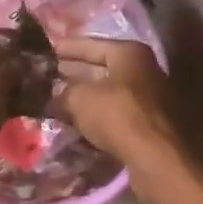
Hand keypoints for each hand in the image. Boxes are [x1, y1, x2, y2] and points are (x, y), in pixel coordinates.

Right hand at [52, 36, 190, 200]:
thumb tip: (55, 92)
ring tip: (54, 99)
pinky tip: (75, 121)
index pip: (92, 44)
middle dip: (73, 73)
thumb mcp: (81, 98)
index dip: (66, 47)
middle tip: (45, 76)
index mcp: (130, 53)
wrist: (157, 159)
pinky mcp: (149, 124)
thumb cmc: (118, 116)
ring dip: (83, 96)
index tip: (45, 49)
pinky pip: (115, 112)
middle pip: (101, 67)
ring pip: (108, 92)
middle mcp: (144, 69)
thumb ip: (64, 91)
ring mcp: (149, 97)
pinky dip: (96, 115)